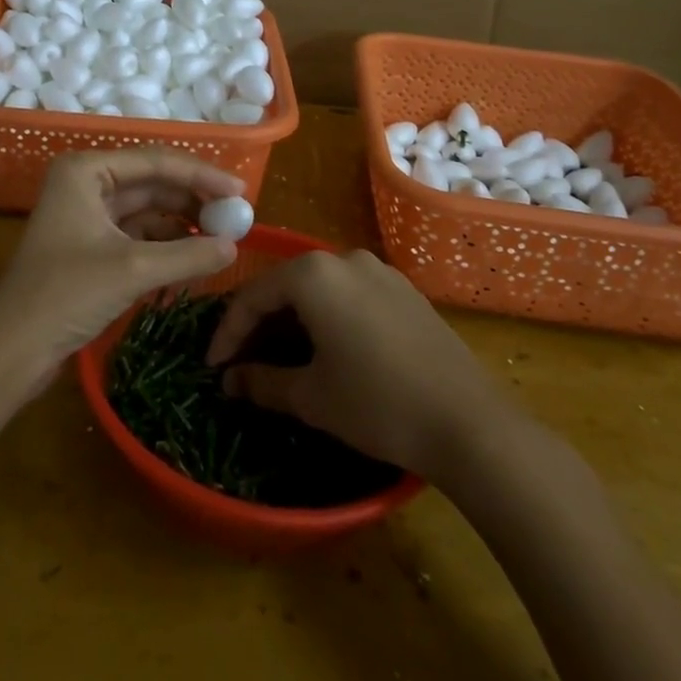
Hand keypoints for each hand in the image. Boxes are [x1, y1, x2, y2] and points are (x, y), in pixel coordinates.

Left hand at [0, 148, 243, 369]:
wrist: (10, 351)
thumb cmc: (65, 295)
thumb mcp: (132, 271)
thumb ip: (188, 254)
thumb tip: (235, 247)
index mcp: (87, 170)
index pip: (157, 162)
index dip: (202, 175)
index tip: (241, 192)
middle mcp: (86, 183)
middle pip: (153, 184)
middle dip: (194, 202)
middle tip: (236, 219)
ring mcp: (87, 215)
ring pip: (147, 211)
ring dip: (182, 227)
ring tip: (221, 243)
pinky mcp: (90, 246)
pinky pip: (137, 236)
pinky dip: (164, 247)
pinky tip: (192, 262)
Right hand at [206, 249, 512, 477]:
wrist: (469, 422)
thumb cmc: (377, 403)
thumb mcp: (312, 397)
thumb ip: (262, 382)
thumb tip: (229, 381)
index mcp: (314, 274)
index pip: (254, 296)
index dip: (228, 332)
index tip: (212, 367)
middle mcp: (344, 258)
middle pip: (286, 285)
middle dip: (260, 323)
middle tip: (241, 362)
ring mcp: (379, 271)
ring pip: (319, 289)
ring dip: (293, 320)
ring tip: (279, 357)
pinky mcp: (404, 290)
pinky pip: (349, 294)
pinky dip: (327, 317)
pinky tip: (327, 349)